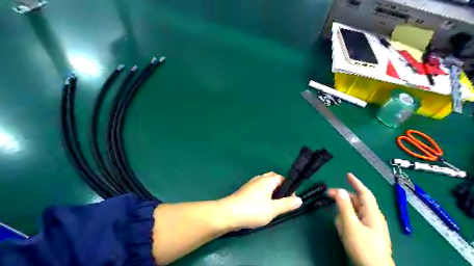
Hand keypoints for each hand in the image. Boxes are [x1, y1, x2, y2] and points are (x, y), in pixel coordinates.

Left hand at [219, 171, 302, 229]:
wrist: (228, 214)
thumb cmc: (253, 210)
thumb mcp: (273, 209)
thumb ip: (287, 204)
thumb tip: (300, 200)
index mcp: (267, 180)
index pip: (282, 178)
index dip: (289, 188)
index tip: (290, 200)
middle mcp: (259, 179)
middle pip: (273, 179)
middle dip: (280, 188)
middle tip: (282, 202)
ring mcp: (251, 184)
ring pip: (265, 184)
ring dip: (271, 192)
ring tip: (273, 206)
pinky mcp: (245, 191)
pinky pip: (258, 189)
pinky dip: (263, 194)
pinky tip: (262, 206)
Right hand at [328, 174, 394, 265]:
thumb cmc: (363, 248)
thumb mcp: (351, 226)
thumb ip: (344, 207)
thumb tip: (339, 190)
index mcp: (372, 214)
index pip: (364, 193)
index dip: (356, 183)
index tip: (347, 174)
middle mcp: (372, 218)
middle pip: (357, 202)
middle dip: (343, 198)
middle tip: (328, 195)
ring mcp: (370, 227)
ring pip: (354, 213)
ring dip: (344, 213)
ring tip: (338, 223)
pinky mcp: (366, 234)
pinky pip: (354, 222)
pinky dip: (347, 222)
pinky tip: (342, 229)